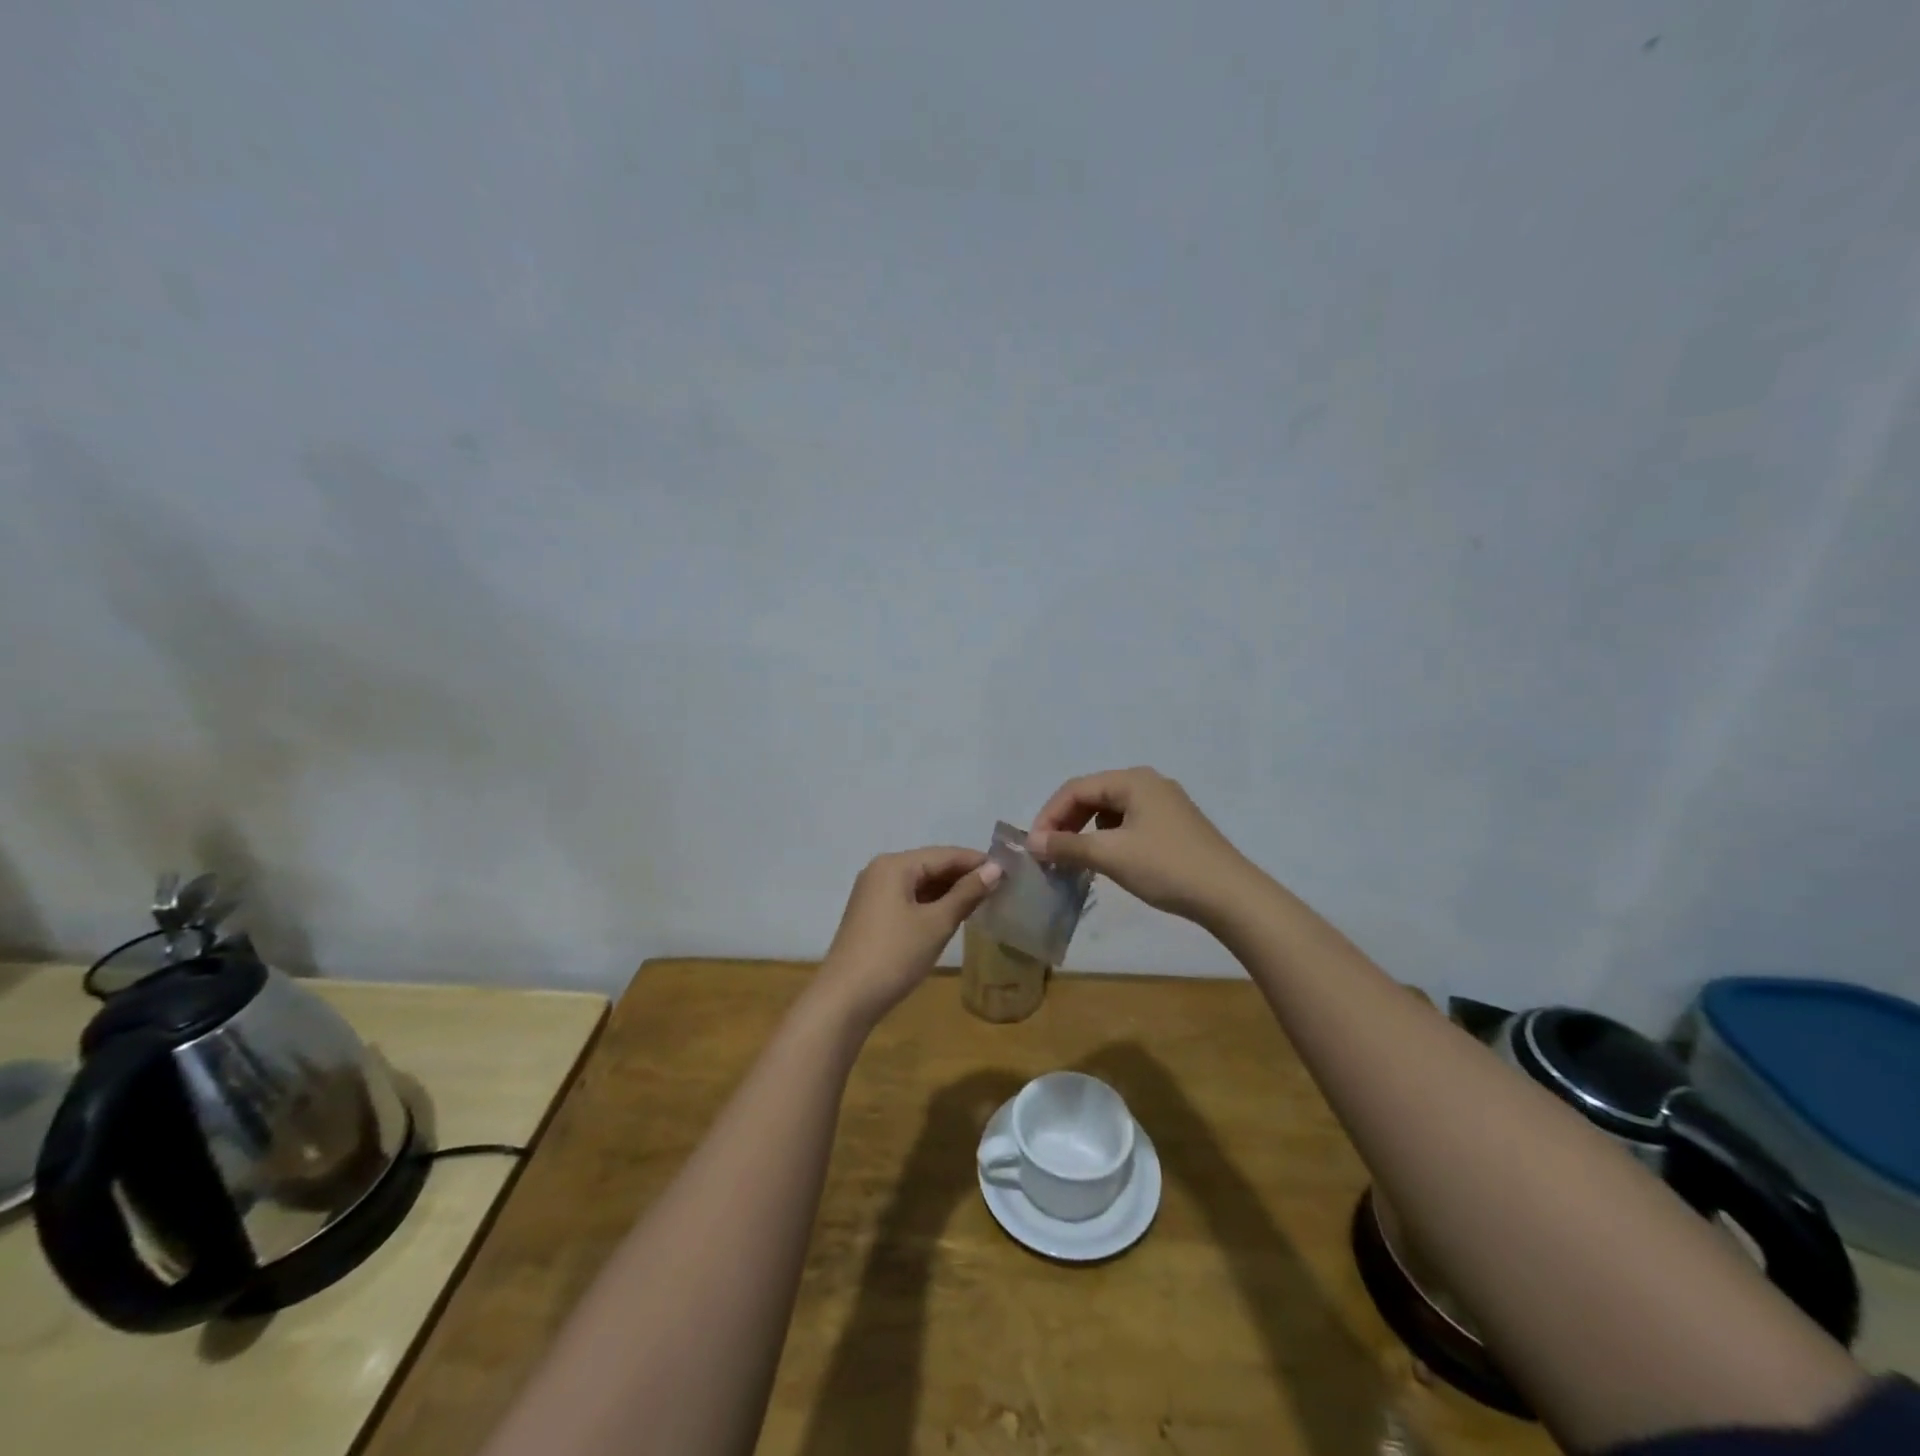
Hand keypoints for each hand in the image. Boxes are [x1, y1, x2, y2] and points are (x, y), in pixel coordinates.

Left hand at [815, 847, 1003, 1026]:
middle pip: (930, 865)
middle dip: (963, 876)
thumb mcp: (936, 923)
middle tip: (999, 888)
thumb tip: (995, 868)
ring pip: (919, 883)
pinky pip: (908, 898)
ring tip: (982, 902)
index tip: (1009, 871)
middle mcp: (881, 870)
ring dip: (948, 891)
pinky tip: (951, 915)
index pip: (945, 854)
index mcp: (895, 865)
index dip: (977, 861)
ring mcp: (872, 892)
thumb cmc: (894, 955)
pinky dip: (930, 903)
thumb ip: (967, 893)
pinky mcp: (871, 914)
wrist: (845, 999)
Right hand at [1027, 767, 1255, 924]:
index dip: (1049, 815)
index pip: (1075, 788)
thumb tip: (1032, 842)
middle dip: (1066, 822)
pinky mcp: (1174, 825)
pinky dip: (1109, 837)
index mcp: (1132, 780)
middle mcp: (1148, 783)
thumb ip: (1067, 845)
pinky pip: (1129, 822)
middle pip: (1092, 795)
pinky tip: (1108, 860)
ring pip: (1110, 810)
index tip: (1034, 846)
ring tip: (1074, 858)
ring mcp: (1164, 803)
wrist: (1230, 895)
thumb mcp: (1111, 855)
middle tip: (1049, 852)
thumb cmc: (1166, 867)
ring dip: (1086, 831)